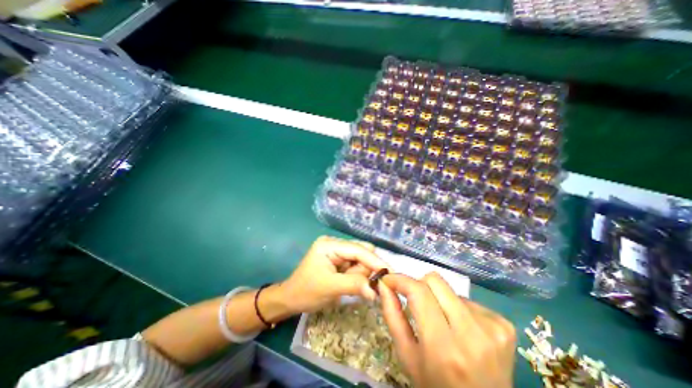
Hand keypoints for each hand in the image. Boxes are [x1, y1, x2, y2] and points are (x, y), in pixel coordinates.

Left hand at [280, 237, 388, 314]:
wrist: (291, 299)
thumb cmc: (306, 291)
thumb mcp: (330, 288)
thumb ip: (354, 285)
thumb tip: (376, 290)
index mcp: (330, 244)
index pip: (357, 249)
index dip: (374, 260)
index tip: (389, 273)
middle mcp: (335, 244)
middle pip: (361, 252)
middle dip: (367, 269)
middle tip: (369, 287)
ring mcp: (337, 251)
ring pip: (361, 260)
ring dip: (361, 275)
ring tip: (349, 286)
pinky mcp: (339, 260)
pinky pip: (356, 265)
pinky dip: (358, 276)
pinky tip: (352, 284)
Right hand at [378, 273, 511, 387]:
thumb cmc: (436, 385)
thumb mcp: (407, 354)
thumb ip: (392, 315)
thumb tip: (384, 284)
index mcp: (444, 347)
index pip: (418, 292)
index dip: (400, 279)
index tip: (388, 279)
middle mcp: (472, 334)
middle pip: (435, 280)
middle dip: (419, 286)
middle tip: (416, 303)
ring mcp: (493, 328)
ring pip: (450, 288)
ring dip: (438, 299)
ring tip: (440, 321)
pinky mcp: (504, 325)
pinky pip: (468, 299)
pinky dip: (457, 308)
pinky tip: (460, 328)